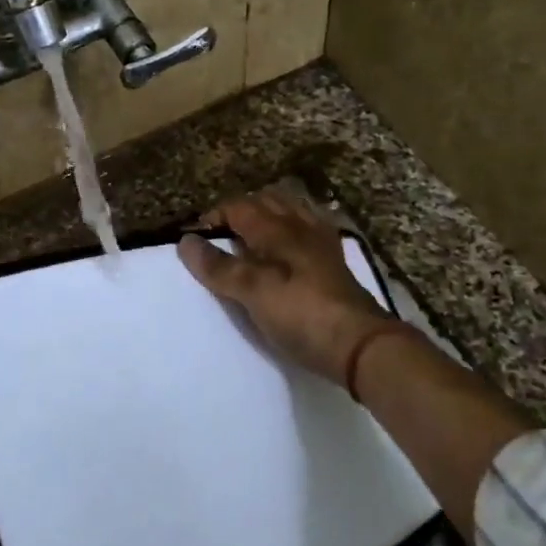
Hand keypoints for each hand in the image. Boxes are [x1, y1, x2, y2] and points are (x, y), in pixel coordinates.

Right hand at [178, 191, 406, 384]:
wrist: (359, 344)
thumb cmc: (300, 314)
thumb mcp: (252, 292)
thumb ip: (219, 266)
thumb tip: (185, 241)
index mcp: (277, 228)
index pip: (237, 206)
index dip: (212, 217)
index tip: (194, 239)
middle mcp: (300, 226)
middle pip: (266, 201)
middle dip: (238, 211)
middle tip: (218, 237)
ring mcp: (321, 243)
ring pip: (290, 211)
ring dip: (266, 216)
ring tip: (249, 239)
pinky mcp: (334, 262)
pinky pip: (308, 230)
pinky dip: (290, 231)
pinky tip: (287, 248)